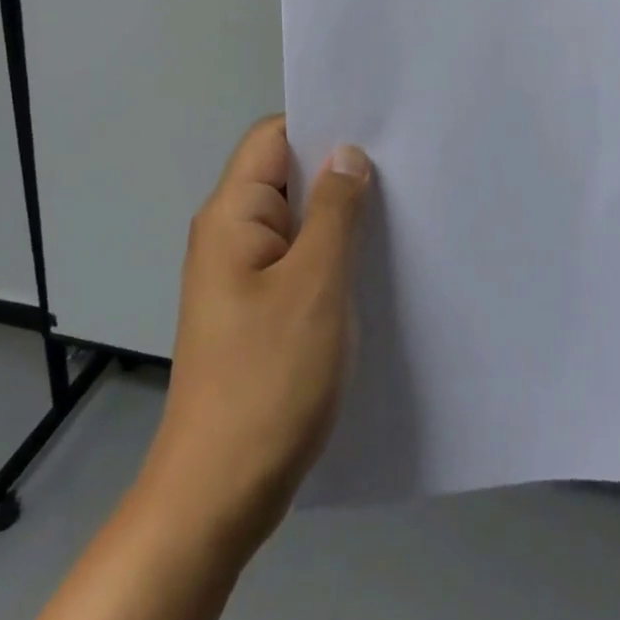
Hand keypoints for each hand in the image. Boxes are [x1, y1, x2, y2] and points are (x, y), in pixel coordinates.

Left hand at [138, 115, 372, 552]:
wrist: (217, 496)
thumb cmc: (268, 380)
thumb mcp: (315, 285)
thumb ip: (336, 211)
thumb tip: (348, 152)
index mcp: (232, 214)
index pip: (273, 136)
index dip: (320, 123)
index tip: (376, 126)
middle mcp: (230, 233)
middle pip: (285, 174)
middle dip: (338, 168)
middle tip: (402, 165)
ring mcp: (241, 274)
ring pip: (296, 219)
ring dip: (338, 214)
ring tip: (398, 208)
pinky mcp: (255, 308)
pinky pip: (296, 258)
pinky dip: (330, 252)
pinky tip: (371, 262)